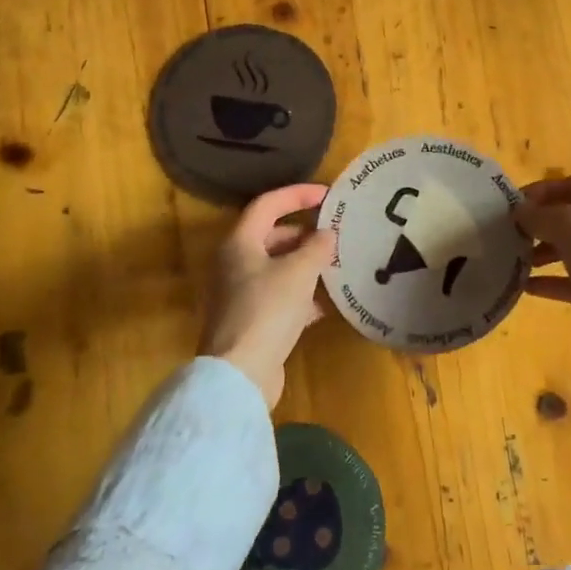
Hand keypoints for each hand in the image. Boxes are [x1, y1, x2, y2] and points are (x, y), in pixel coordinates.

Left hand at [199, 184, 334, 408]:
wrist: (240, 375)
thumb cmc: (267, 311)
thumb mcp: (300, 272)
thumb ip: (317, 247)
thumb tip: (326, 235)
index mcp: (240, 243)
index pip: (268, 204)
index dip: (298, 194)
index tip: (328, 195)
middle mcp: (234, 264)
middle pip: (272, 236)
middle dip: (305, 234)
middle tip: (335, 234)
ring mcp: (240, 295)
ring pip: (277, 268)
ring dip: (305, 265)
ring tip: (336, 265)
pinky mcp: (250, 321)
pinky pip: (279, 297)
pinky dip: (301, 295)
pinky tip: (325, 305)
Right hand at [515, 176, 570, 373]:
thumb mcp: (570, 230)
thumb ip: (541, 216)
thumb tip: (520, 212)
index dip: (541, 191)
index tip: (512, 205)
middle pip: (570, 217)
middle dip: (539, 224)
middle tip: (510, 234)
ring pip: (570, 249)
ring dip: (542, 253)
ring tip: (513, 261)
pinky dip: (551, 281)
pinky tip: (526, 287)